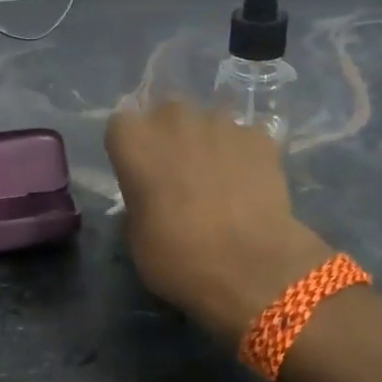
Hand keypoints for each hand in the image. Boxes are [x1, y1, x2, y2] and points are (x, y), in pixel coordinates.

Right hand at [105, 100, 333, 342]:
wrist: (250, 266)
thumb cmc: (177, 256)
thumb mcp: (137, 237)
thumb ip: (139, 202)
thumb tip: (152, 199)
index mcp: (134, 140)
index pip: (121, 127)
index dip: (131, 150)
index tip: (139, 174)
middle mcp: (174, 118)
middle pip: (166, 115)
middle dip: (170, 137)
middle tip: (179, 174)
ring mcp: (221, 122)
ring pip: (209, 122)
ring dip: (209, 143)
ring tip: (219, 180)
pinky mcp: (260, 136)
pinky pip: (245, 138)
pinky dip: (245, 154)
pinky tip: (250, 185)